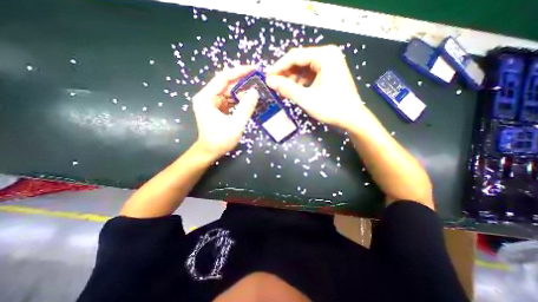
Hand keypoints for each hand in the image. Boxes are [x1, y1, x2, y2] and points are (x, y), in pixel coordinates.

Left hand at [192, 65, 258, 160]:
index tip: (254, 69)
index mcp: (206, 98)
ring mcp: (212, 102)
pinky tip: (250, 100)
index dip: (239, 72)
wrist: (209, 152)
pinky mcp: (217, 108)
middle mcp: (207, 97)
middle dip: (243, 82)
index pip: (223, 78)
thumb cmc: (220, 141)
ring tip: (257, 89)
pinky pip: (230, 99)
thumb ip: (245, 108)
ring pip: (229, 91)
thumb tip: (255, 92)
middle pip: (227, 84)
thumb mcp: (235, 125)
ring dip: (243, 91)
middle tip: (259, 80)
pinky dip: (240, 99)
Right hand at [266, 45, 372, 129]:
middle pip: (299, 61)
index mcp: (324, 55)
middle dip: (285, 73)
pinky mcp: (329, 73)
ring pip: (303, 68)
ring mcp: (329, 63)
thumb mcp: (306, 98)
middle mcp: (327, 55)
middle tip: (273, 85)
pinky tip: (293, 90)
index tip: (267, 76)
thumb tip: (269, 81)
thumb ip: (287, 88)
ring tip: (282, 90)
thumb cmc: (331, 108)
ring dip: (291, 79)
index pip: (295, 56)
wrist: (351, 118)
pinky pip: (310, 74)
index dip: (278, 66)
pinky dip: (300, 82)